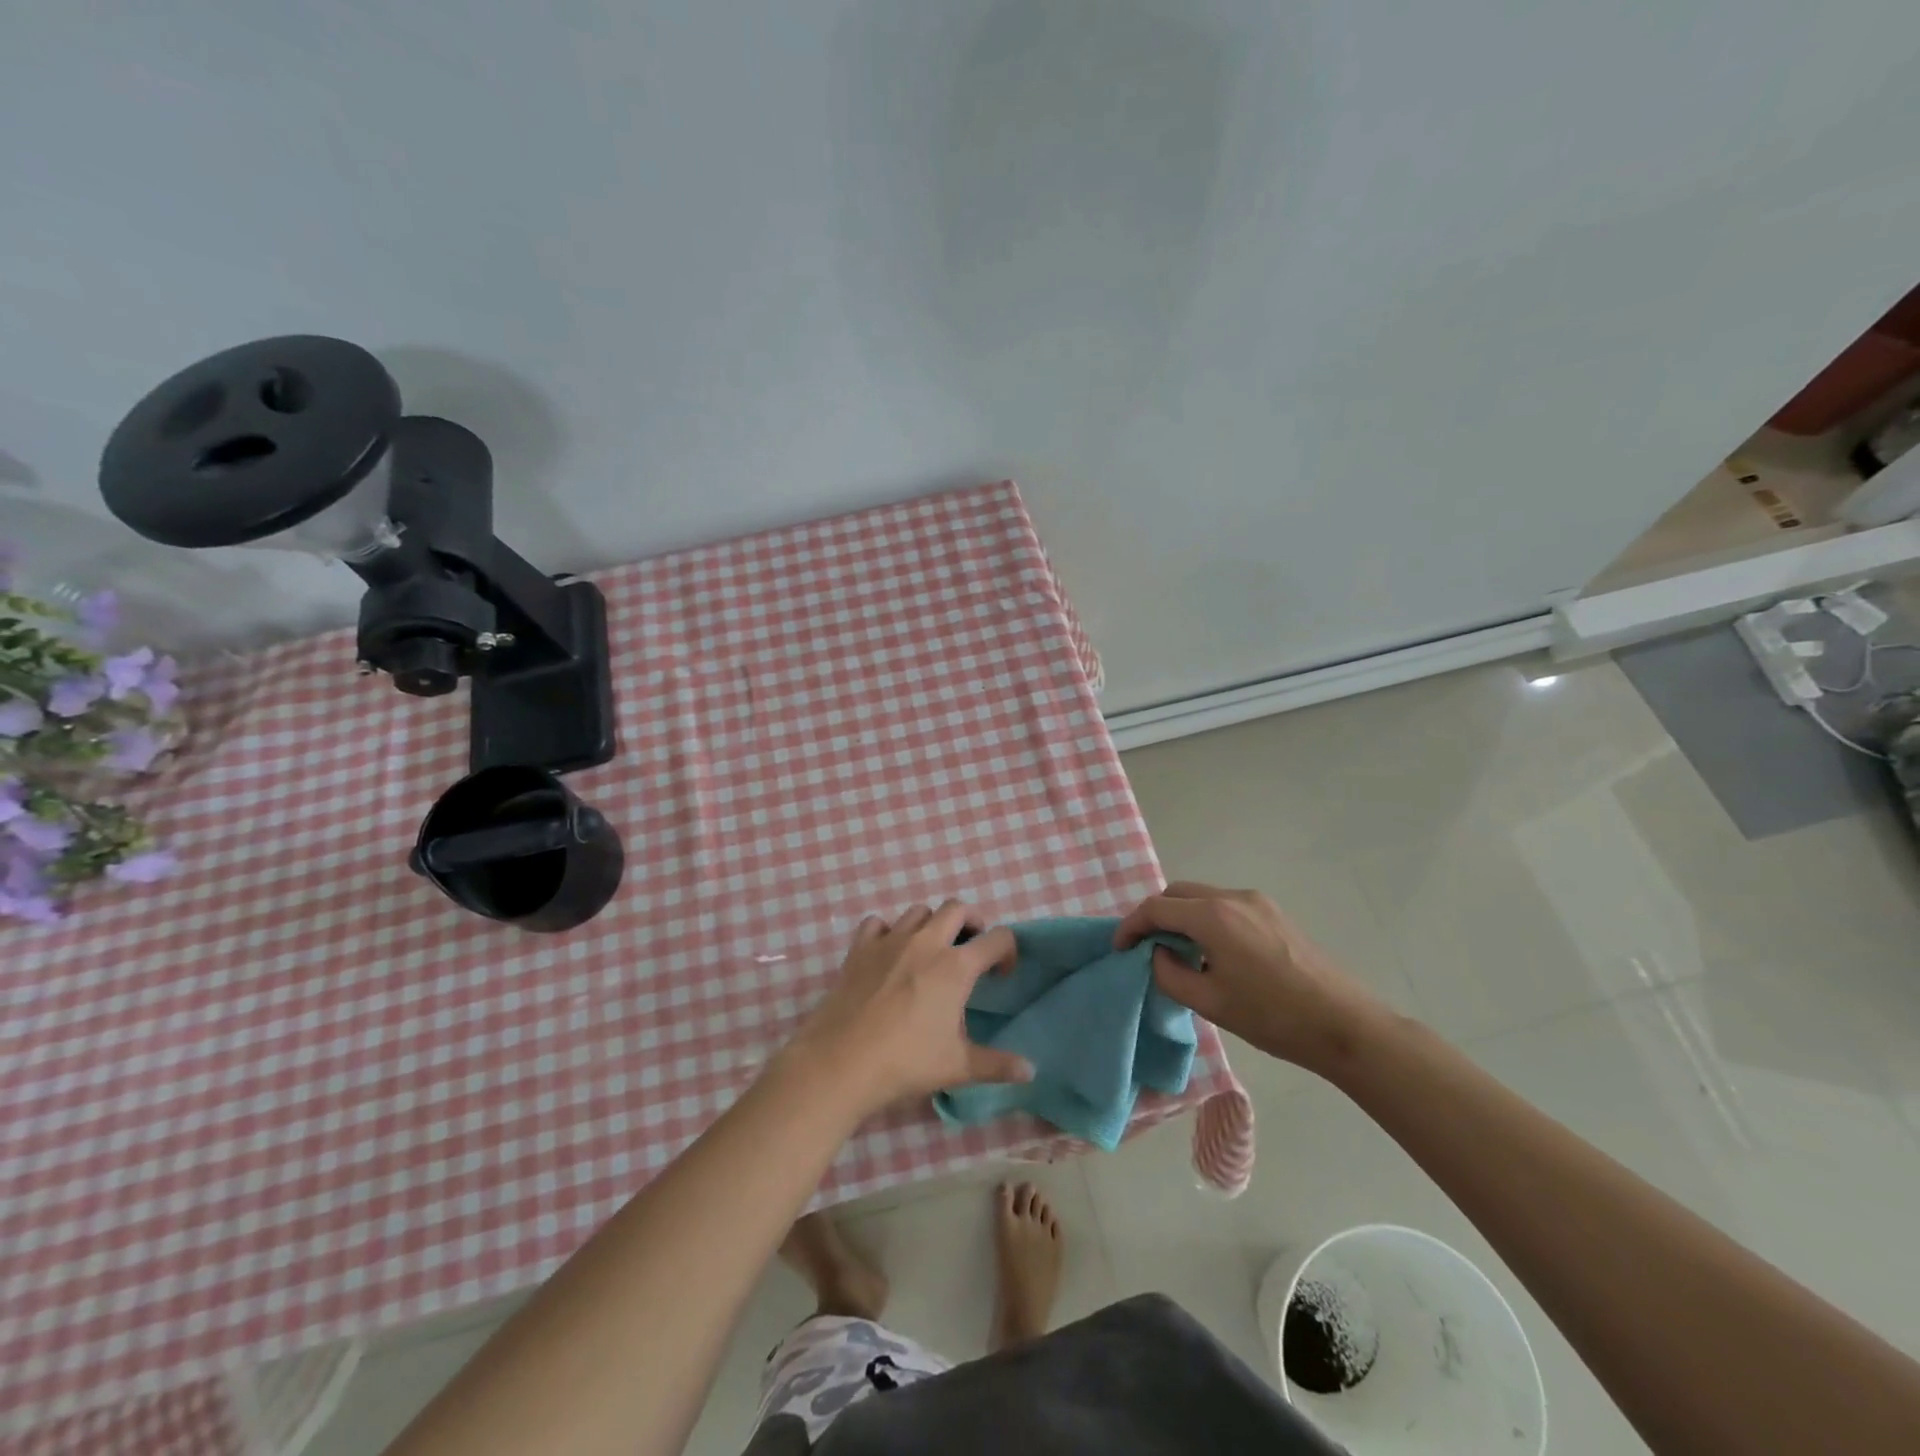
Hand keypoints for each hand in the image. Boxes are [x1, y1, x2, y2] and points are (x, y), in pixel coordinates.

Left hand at [789, 901, 1033, 1117]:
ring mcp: (890, 940)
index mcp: (956, 966)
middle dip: (971, 922)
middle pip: (957, 908)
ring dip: (931, 924)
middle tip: (970, 948)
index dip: (1007, 951)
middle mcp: (926, 942)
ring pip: (919, 911)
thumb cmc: (906, 1062)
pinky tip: (888, 954)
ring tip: (930, 951)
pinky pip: (878, 923)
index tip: (1001, 974)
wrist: (841, 1061)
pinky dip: (887, 932)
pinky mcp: (860, 948)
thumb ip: (997, 1065)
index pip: (997, 939)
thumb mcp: (957, 1067)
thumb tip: (1031, 1071)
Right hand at [1115, 881, 1388, 1074]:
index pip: (1156, 908)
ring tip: (1176, 952)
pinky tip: (1211, 952)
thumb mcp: (1210, 1003)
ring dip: (1181, 917)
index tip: (1119, 948)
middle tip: (1144, 947)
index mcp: (1213, 916)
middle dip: (1155, 915)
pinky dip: (1205, 920)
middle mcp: (1233, 897)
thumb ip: (1170, 974)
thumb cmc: (1272, 1017)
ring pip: (1202, 897)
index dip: (1131, 925)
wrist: (1345, 1025)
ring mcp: (1257, 902)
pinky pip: (1226, 906)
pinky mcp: (1274, 914)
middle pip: (1178, 893)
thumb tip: (1159, 954)